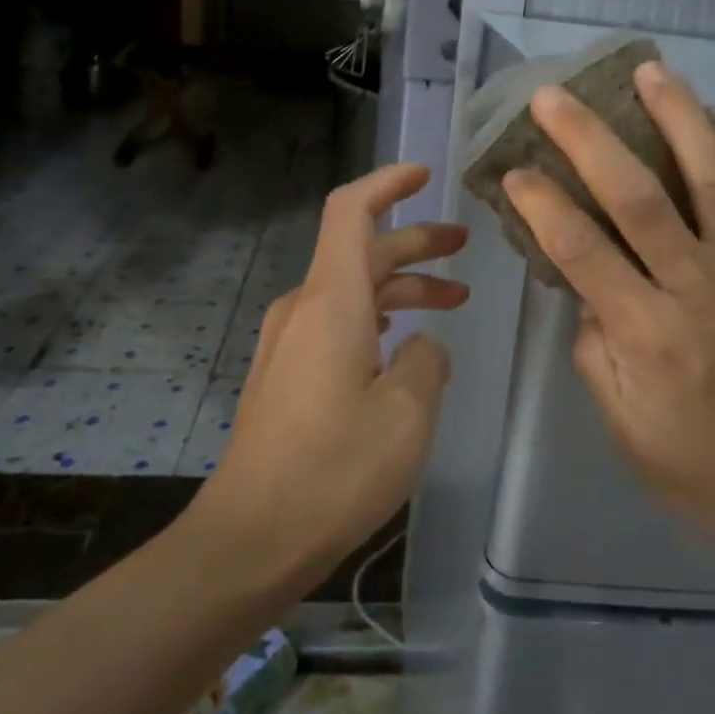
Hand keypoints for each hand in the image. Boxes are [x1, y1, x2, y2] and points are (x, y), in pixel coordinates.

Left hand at [196, 163, 466, 582]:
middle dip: (415, 241)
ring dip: (402, 285)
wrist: (250, 538)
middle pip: (361, 250)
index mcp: (331, 301)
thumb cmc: (333, 470)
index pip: (351, 211)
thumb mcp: (407, 413)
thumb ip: (428, 361)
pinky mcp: (287, 373)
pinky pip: (337, 321)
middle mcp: (305, 308)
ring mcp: (290, 341)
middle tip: (464, 245)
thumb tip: (424, 345)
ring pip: (353, 288)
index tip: (426, 175)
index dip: (388, 182)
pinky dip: (378, 315)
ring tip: (452, 299)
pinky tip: (405, 345)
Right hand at [501, 60, 714, 588]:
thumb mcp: (622, 425)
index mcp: (648, 335)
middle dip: (590, 141)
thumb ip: (596, 350)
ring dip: (680, 119)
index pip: (582, 252)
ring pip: (713, 180)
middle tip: (555, 97)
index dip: (542, 205)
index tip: (514, 170)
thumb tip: (587, 287)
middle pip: (639, 199)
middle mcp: (698, 290)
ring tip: (652, 71)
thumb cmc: (697, 466)